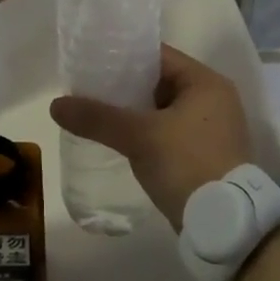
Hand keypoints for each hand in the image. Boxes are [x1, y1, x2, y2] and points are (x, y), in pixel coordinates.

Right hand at [49, 45, 255, 229]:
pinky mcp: (205, 154)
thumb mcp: (139, 136)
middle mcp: (214, 99)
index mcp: (206, 82)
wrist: (223, 225)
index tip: (92, 63)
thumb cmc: (187, 165)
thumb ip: (97, 117)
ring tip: (97, 112)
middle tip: (89, 89)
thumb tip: (56, 105)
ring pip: (162, 109)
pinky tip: (119, 139)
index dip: (123, 56)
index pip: (158, 55)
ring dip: (134, 112)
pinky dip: (146, 132)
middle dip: (124, 86)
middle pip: (159, 82)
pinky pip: (168, 131)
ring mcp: (212, 128)